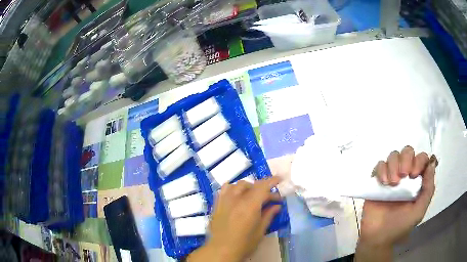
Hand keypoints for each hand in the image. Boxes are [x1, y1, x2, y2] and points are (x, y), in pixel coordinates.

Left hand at [187, 177, 281, 261]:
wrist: (221, 250)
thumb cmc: (244, 244)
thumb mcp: (260, 231)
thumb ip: (268, 215)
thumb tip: (277, 206)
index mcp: (249, 206)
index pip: (263, 187)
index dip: (272, 181)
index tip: (280, 179)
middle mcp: (236, 199)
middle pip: (252, 186)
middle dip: (264, 189)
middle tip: (271, 199)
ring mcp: (225, 201)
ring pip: (238, 185)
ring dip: (249, 187)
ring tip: (254, 196)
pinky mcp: (217, 204)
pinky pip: (225, 189)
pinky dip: (233, 188)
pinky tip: (237, 195)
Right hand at [355, 146, 437, 261]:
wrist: (378, 237)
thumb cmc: (400, 225)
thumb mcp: (419, 211)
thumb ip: (428, 189)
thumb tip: (432, 163)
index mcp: (417, 181)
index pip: (421, 158)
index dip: (419, 160)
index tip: (414, 175)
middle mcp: (405, 175)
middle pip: (407, 151)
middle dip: (406, 159)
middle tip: (403, 176)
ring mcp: (391, 176)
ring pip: (393, 155)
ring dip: (393, 165)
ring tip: (392, 184)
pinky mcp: (377, 181)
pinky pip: (379, 165)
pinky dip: (381, 170)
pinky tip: (383, 183)